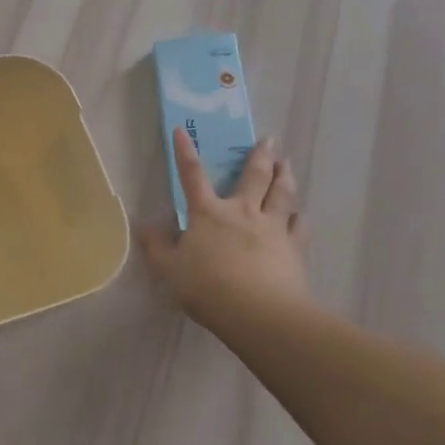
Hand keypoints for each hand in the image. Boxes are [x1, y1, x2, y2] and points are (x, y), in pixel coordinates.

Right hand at [137, 129, 307, 326]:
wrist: (260, 313)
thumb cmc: (208, 288)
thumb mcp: (169, 270)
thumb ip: (156, 246)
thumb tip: (143, 225)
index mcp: (208, 213)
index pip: (192, 175)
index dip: (185, 152)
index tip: (181, 131)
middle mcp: (242, 211)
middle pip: (254, 176)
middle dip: (260, 155)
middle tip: (270, 139)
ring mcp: (272, 227)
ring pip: (282, 194)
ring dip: (285, 175)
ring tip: (287, 163)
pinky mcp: (294, 248)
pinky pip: (299, 225)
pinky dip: (299, 216)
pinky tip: (301, 213)